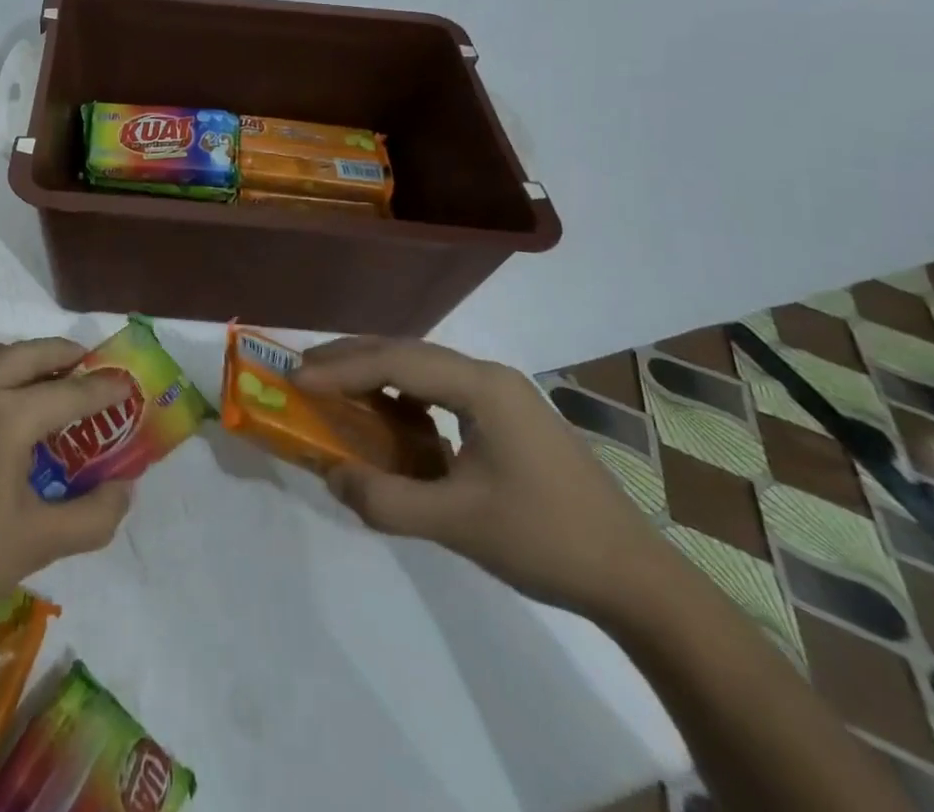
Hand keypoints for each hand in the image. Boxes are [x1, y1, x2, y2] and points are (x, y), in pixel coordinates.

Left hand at [0, 338, 134, 642]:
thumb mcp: (38, 543)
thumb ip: (94, 516)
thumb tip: (126, 487)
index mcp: (9, 415)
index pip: (72, 391)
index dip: (106, 389)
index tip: (129, 385)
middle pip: (34, 352)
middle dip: (68, 356)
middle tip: (93, 371)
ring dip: (28, 355)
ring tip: (48, 380)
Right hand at [295, 338, 675, 620]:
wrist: (638, 581)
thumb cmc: (547, 541)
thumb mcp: (458, 524)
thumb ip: (386, 500)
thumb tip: (329, 475)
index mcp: (482, 386)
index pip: (396, 362)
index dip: (341, 368)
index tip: (295, 380)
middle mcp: (489, 376)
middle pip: (406, 352)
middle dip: (350, 360)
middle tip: (302, 372)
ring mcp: (502, 396)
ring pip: (422, 369)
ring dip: (375, 375)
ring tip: (332, 388)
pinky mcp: (507, 419)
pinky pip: (440, 392)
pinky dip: (402, 398)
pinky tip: (388, 419)